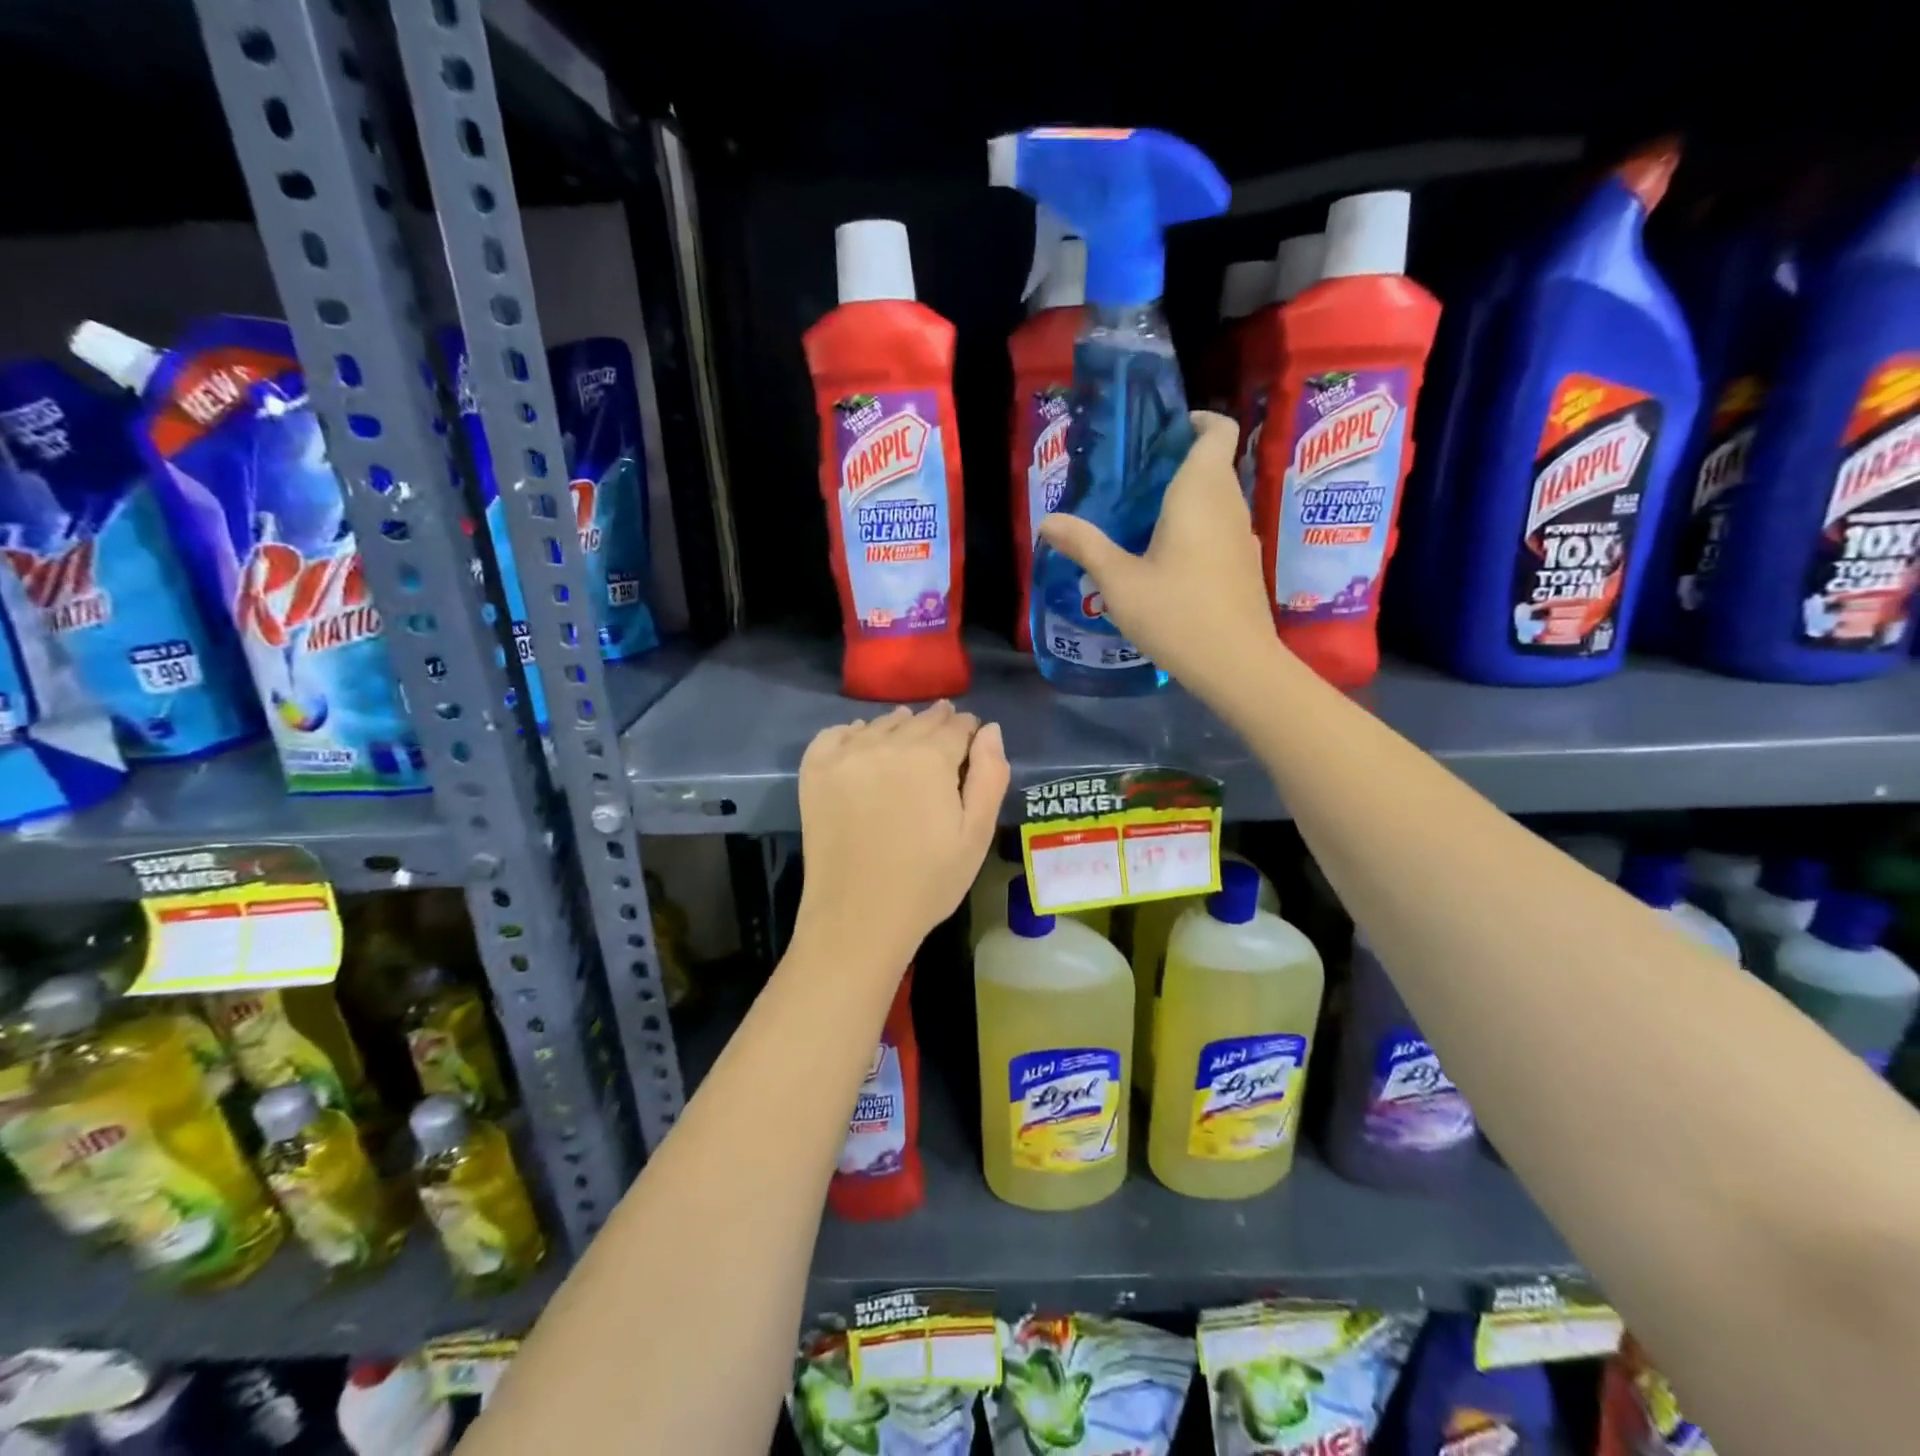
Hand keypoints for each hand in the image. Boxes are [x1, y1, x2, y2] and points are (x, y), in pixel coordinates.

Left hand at [795, 702, 1009, 967]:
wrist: (858, 918)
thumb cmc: (928, 882)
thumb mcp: (976, 834)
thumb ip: (990, 775)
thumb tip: (990, 729)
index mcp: (931, 758)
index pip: (957, 726)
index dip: (968, 730)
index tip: (971, 739)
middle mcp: (886, 745)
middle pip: (919, 721)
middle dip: (937, 725)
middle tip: (944, 735)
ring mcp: (845, 755)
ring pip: (881, 724)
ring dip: (899, 727)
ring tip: (907, 739)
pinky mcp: (815, 771)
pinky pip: (836, 733)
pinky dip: (853, 733)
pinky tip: (862, 746)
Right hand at [1038, 410, 1283, 699]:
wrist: (1235, 664)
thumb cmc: (1175, 613)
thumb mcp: (1118, 581)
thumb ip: (1085, 545)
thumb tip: (1047, 521)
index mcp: (1200, 493)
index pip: (1218, 431)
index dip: (1197, 421)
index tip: (1164, 433)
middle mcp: (1229, 505)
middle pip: (1214, 465)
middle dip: (1179, 464)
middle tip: (1134, 484)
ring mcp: (1243, 536)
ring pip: (1219, 499)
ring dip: (1188, 500)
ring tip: (1144, 522)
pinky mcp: (1246, 565)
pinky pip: (1222, 529)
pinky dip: (1198, 529)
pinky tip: (1169, 562)